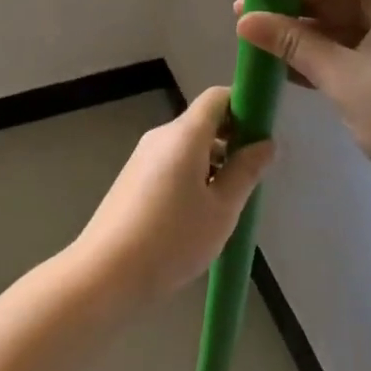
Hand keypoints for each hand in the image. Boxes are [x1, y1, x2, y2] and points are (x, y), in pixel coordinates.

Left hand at [70, 87, 274, 305]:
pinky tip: (198, 214)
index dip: (244, 106)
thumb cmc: (171, 239)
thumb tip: (266, 143)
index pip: (217, 97)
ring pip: (187, 146)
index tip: (262, 134)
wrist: (105, 273)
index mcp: (183, 135)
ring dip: (213, 162)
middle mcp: (161, 136)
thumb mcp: (221, 209)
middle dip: (232, 140)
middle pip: (203, 122)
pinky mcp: (133, 179)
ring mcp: (143, 157)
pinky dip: (192, 176)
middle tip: (252, 177)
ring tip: (229, 203)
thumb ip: (245, 172)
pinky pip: (171, 163)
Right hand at [235, 0, 370, 224]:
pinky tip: (293, 69)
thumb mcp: (344, 80)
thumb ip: (294, 45)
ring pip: (349, 25)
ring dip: (308, 35)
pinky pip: (362, 47)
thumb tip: (244, 20)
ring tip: (261, 45)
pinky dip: (331, 54)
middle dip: (293, 7)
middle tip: (246, 19)